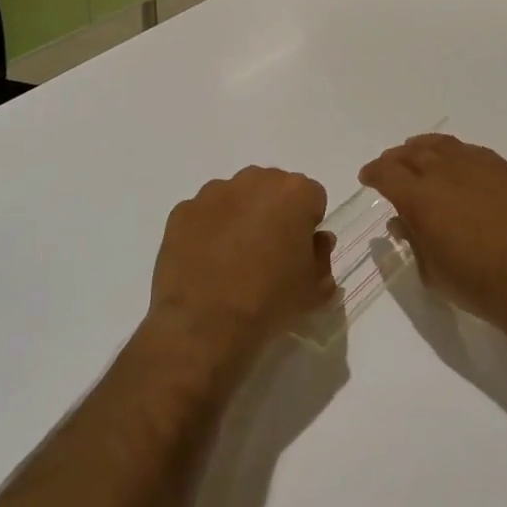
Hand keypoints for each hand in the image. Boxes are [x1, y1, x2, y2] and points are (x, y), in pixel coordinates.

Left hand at [148, 166, 336, 363]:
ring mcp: (213, 193)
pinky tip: (207, 262)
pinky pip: (204, 213)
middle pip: (273, 188)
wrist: (204, 324)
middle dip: (275, 212)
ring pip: (237, 196)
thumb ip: (323, 258)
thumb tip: (316, 242)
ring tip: (233, 259)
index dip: (309, 224)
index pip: (312, 197)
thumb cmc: (269, 301)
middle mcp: (254, 181)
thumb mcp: (314, 289)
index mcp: (294, 193)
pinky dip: (208, 229)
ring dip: (241, 216)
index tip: (300, 252)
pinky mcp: (183, 210)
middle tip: (269, 252)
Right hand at [359, 134, 506, 334]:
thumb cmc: (476, 282)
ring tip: (419, 153)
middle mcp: (444, 171)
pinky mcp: (505, 169)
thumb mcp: (431, 271)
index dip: (373, 173)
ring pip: (442, 145)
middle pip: (411, 152)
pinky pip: (472, 151)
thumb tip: (401, 220)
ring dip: (424, 148)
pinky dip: (456, 153)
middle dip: (395, 158)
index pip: (386, 172)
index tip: (368, 178)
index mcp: (419, 196)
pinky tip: (457, 163)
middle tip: (390, 166)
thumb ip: (412, 239)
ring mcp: (477, 165)